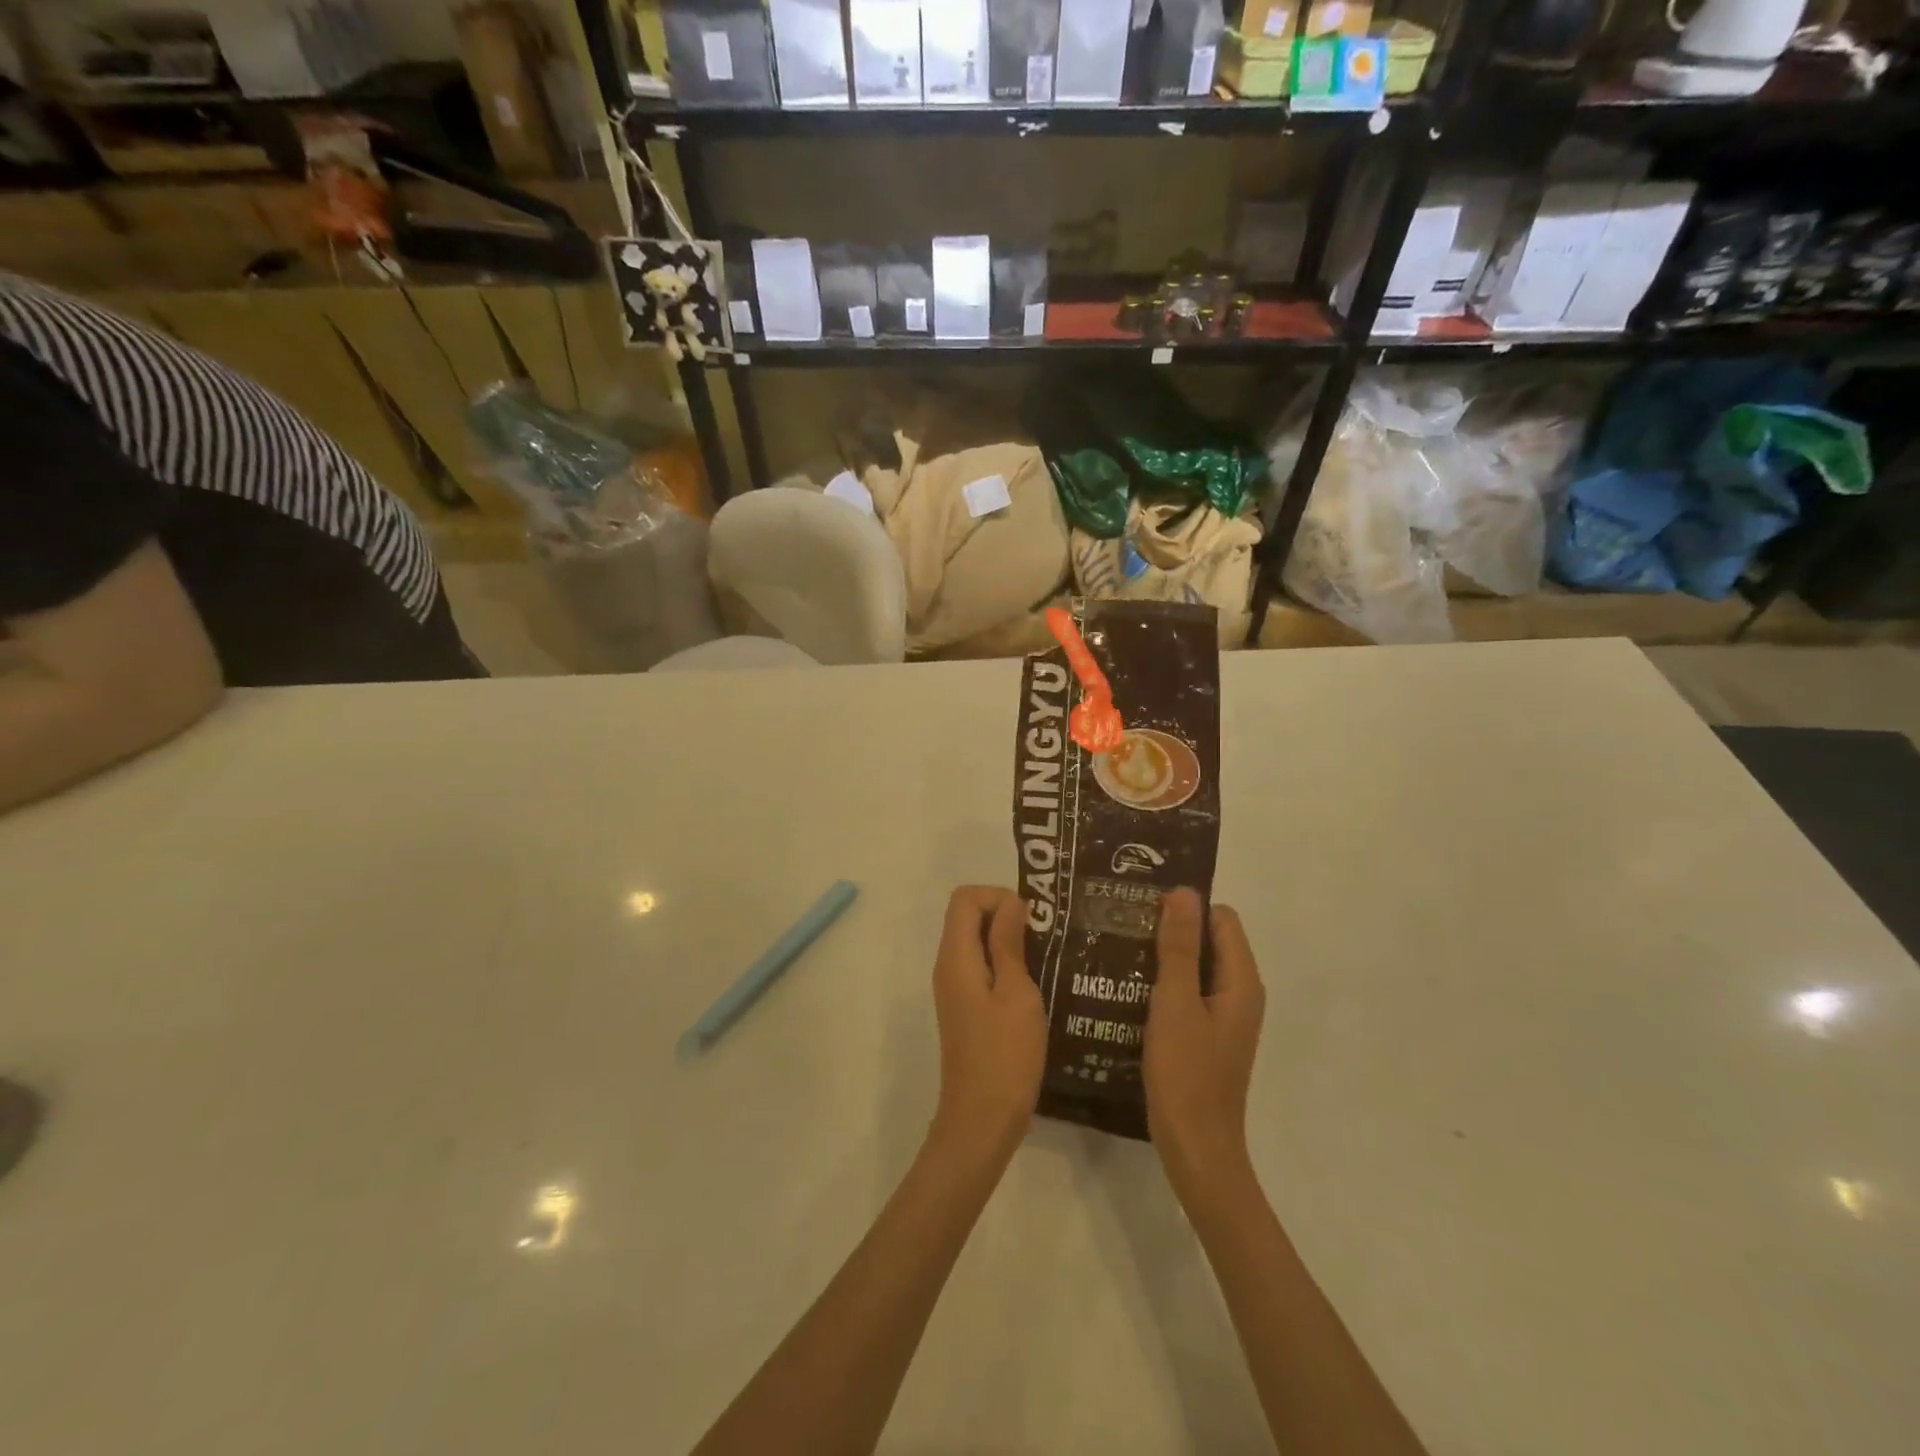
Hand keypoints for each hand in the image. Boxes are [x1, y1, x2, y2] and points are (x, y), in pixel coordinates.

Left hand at [929, 886, 1047, 1166]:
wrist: (982, 1121)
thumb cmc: (1005, 1055)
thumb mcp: (1016, 993)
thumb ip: (1009, 943)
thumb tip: (1011, 902)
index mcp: (956, 957)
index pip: (965, 898)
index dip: (998, 897)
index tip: (1032, 920)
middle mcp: (949, 966)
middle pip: (968, 916)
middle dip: (1006, 915)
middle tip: (1046, 937)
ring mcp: (955, 989)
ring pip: (976, 942)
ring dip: (1009, 941)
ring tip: (1048, 957)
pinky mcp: (966, 1008)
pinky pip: (982, 967)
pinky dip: (1006, 964)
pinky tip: (1036, 984)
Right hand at [1143, 888, 1265, 1200]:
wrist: (1195, 1148)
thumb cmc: (1186, 1073)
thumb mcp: (1175, 1002)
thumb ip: (1179, 947)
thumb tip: (1184, 891)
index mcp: (1241, 981)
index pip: (1221, 919)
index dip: (1186, 907)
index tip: (1143, 904)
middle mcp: (1239, 993)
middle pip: (1209, 941)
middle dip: (1170, 928)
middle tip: (1123, 922)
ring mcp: (1223, 1017)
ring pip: (1195, 968)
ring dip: (1162, 956)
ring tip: (1118, 948)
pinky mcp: (1206, 1035)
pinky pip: (1187, 993)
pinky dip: (1163, 983)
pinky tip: (1128, 987)